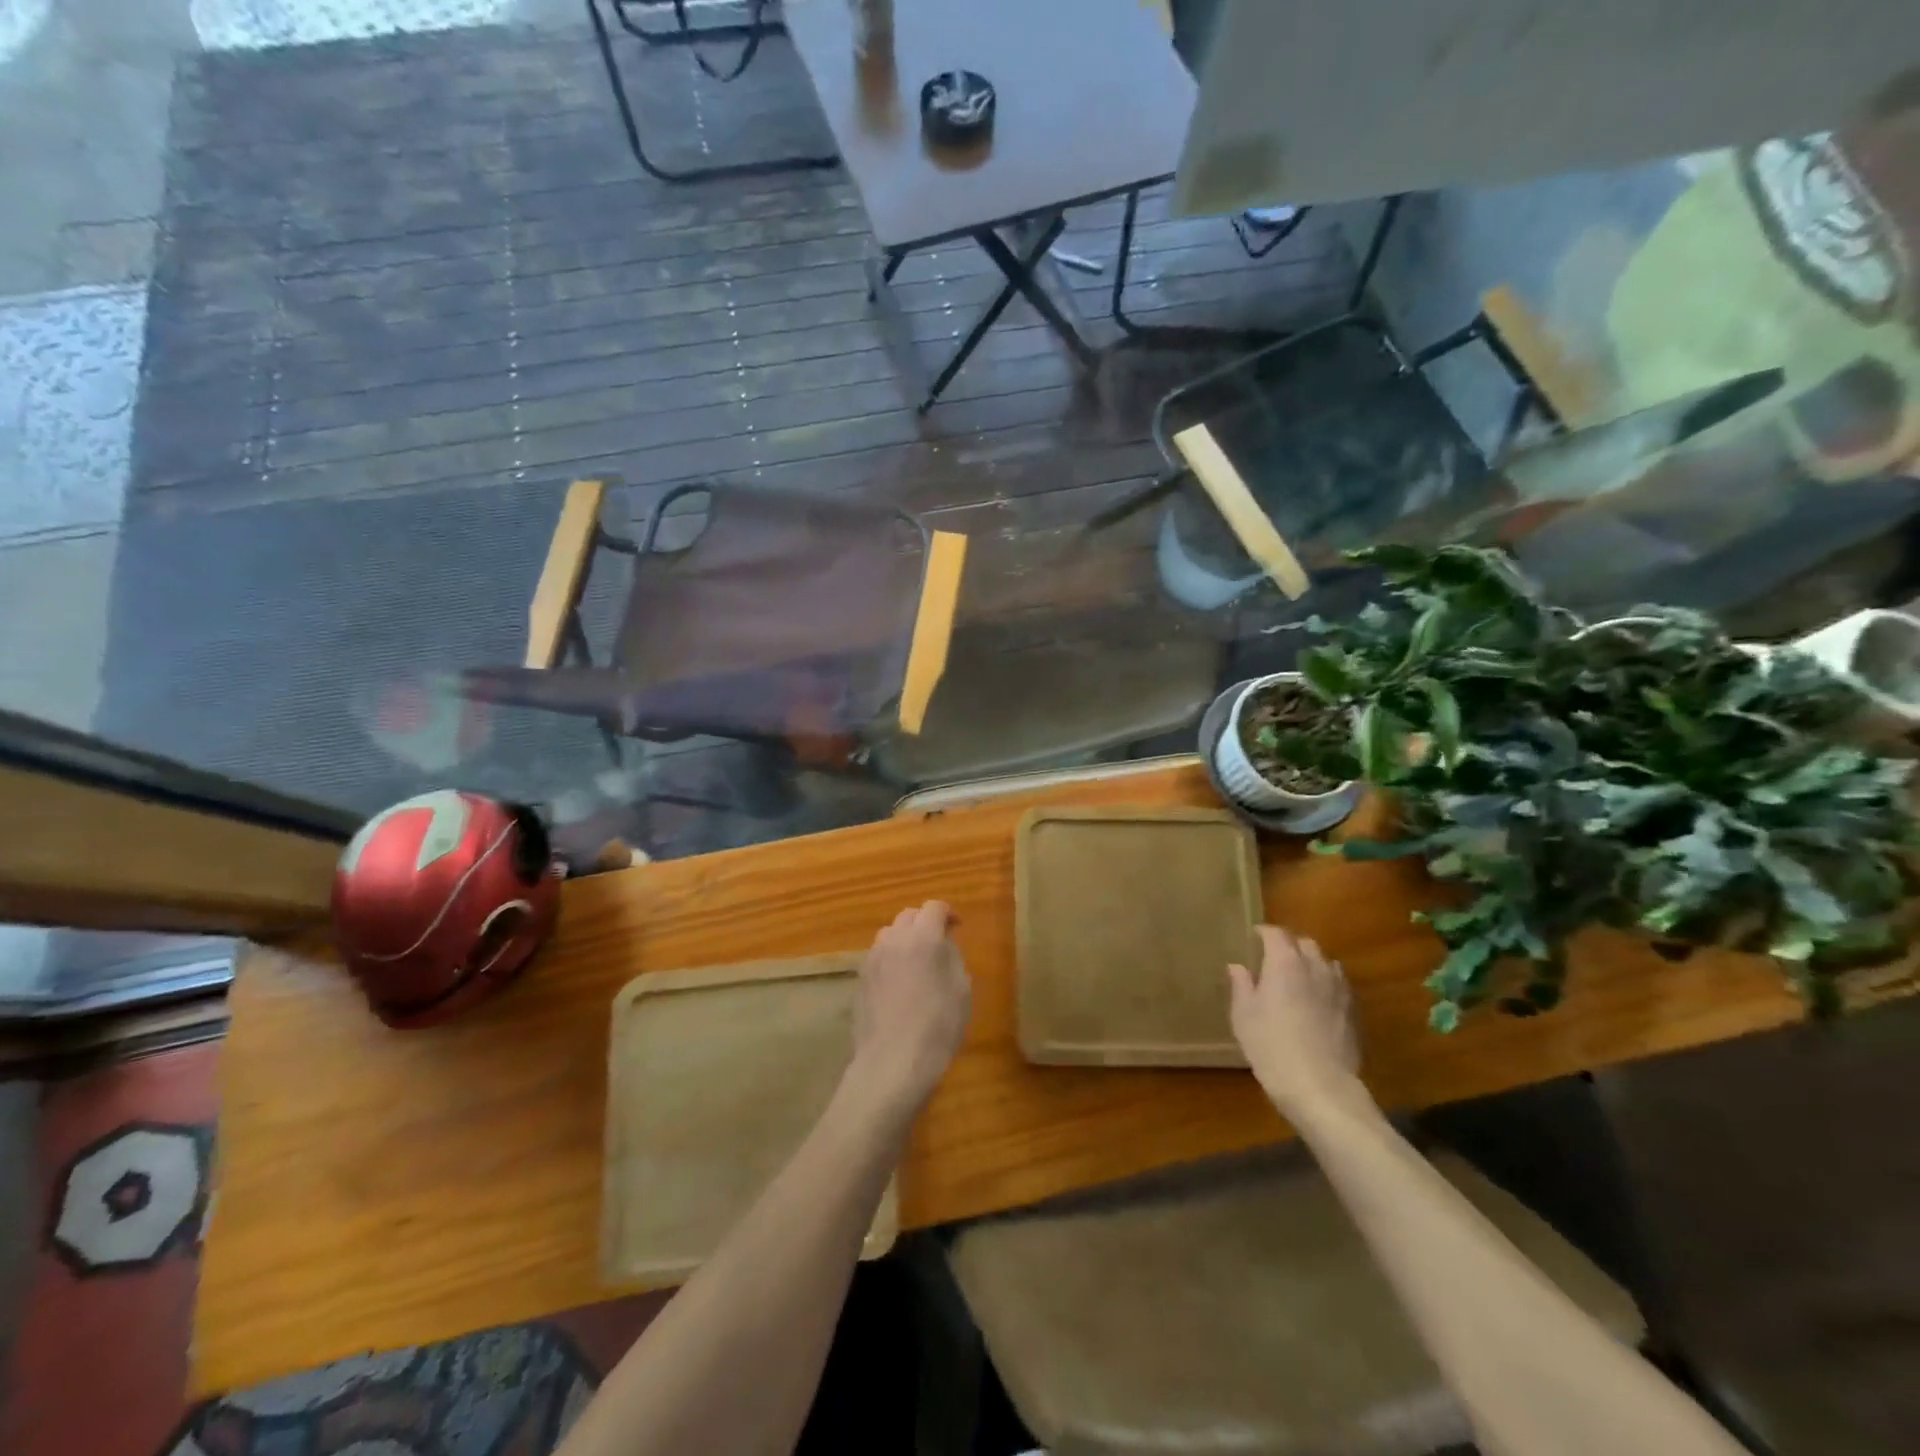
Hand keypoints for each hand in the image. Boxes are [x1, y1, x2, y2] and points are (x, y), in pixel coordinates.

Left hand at [848, 901, 971, 1118]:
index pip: (934, 908)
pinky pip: (878, 957)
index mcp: (923, 938)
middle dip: (925, 923)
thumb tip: (943, 944)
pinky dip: (891, 959)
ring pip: (889, 934)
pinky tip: (900, 983)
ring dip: (905, 939)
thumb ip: (953, 957)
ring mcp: (872, 959)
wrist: (892, 1062)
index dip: (948, 913)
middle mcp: (894, 940)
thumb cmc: (937, 1026)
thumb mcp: (961, 990)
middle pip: (909, 916)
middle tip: (939, 943)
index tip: (958, 927)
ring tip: (918, 962)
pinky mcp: (860, 980)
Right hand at [1228, 926, 1364, 1119]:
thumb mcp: (1244, 1015)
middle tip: (1275, 958)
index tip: (1254, 937)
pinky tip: (1318, 1001)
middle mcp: (1316, 967)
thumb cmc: (1271, 1045)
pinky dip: (1327, 984)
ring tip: (1299, 977)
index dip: (1264, 932)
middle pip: (1305, 943)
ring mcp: (1340, 988)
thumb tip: (1238, 966)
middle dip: (1290, 945)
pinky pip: (1339, 985)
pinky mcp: (1354, 1011)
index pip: (1276, 934)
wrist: (1320, 1086)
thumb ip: (1241, 985)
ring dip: (1311, 963)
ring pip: (1326, 962)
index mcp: (1285, 962)